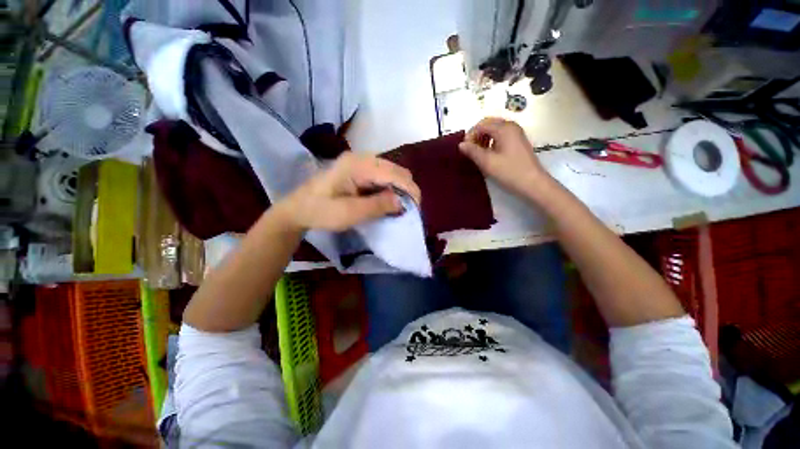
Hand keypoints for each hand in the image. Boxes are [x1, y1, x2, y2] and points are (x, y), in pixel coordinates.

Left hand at [279, 152, 420, 231]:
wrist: (298, 209)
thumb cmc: (320, 211)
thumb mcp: (348, 213)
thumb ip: (377, 206)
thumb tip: (402, 202)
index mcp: (358, 165)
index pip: (395, 174)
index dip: (409, 191)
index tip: (415, 210)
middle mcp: (362, 158)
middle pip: (397, 170)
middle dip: (406, 190)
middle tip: (406, 211)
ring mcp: (361, 162)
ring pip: (392, 173)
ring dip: (399, 190)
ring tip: (398, 208)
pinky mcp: (360, 170)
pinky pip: (384, 176)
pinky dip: (391, 188)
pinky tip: (387, 201)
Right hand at [459, 118, 551, 197]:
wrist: (533, 184)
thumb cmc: (510, 172)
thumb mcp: (487, 162)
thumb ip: (472, 151)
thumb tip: (461, 144)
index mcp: (504, 128)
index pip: (481, 124)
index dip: (470, 135)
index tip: (465, 150)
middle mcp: (511, 126)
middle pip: (488, 124)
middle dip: (476, 136)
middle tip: (470, 151)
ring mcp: (516, 134)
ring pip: (494, 130)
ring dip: (483, 139)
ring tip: (478, 154)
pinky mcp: (517, 143)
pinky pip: (500, 136)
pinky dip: (491, 142)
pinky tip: (488, 155)